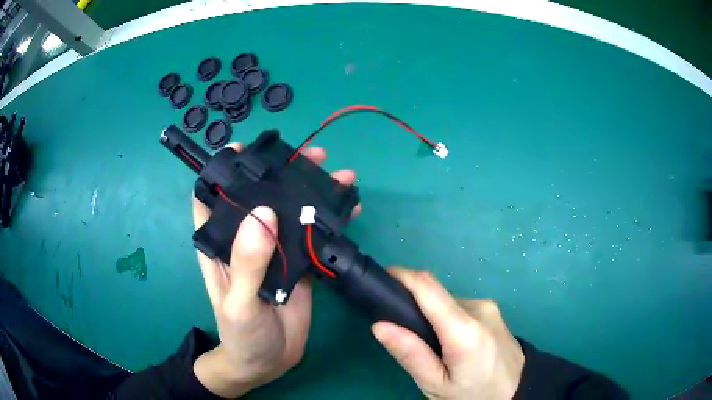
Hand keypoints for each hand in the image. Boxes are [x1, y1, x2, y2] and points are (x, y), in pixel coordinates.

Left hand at [192, 144, 359, 397]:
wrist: (267, 363)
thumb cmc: (241, 335)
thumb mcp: (239, 304)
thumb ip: (247, 264)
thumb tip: (263, 213)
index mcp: (220, 243)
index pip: (212, 197)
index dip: (224, 170)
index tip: (246, 149)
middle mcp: (246, 240)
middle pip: (261, 195)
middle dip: (283, 172)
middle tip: (312, 156)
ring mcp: (275, 251)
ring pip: (291, 212)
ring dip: (313, 192)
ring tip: (340, 177)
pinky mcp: (298, 264)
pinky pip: (313, 236)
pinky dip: (330, 221)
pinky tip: (349, 209)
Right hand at [372, 268, 523, 399]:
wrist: (519, 391)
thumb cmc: (475, 394)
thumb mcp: (437, 385)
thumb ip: (410, 354)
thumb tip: (379, 325)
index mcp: (464, 329)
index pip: (428, 287)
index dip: (402, 276)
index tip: (380, 279)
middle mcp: (478, 308)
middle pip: (435, 295)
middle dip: (413, 305)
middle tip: (401, 334)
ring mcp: (488, 307)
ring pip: (447, 302)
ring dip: (431, 315)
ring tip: (428, 345)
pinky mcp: (492, 311)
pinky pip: (460, 308)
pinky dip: (446, 319)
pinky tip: (449, 343)